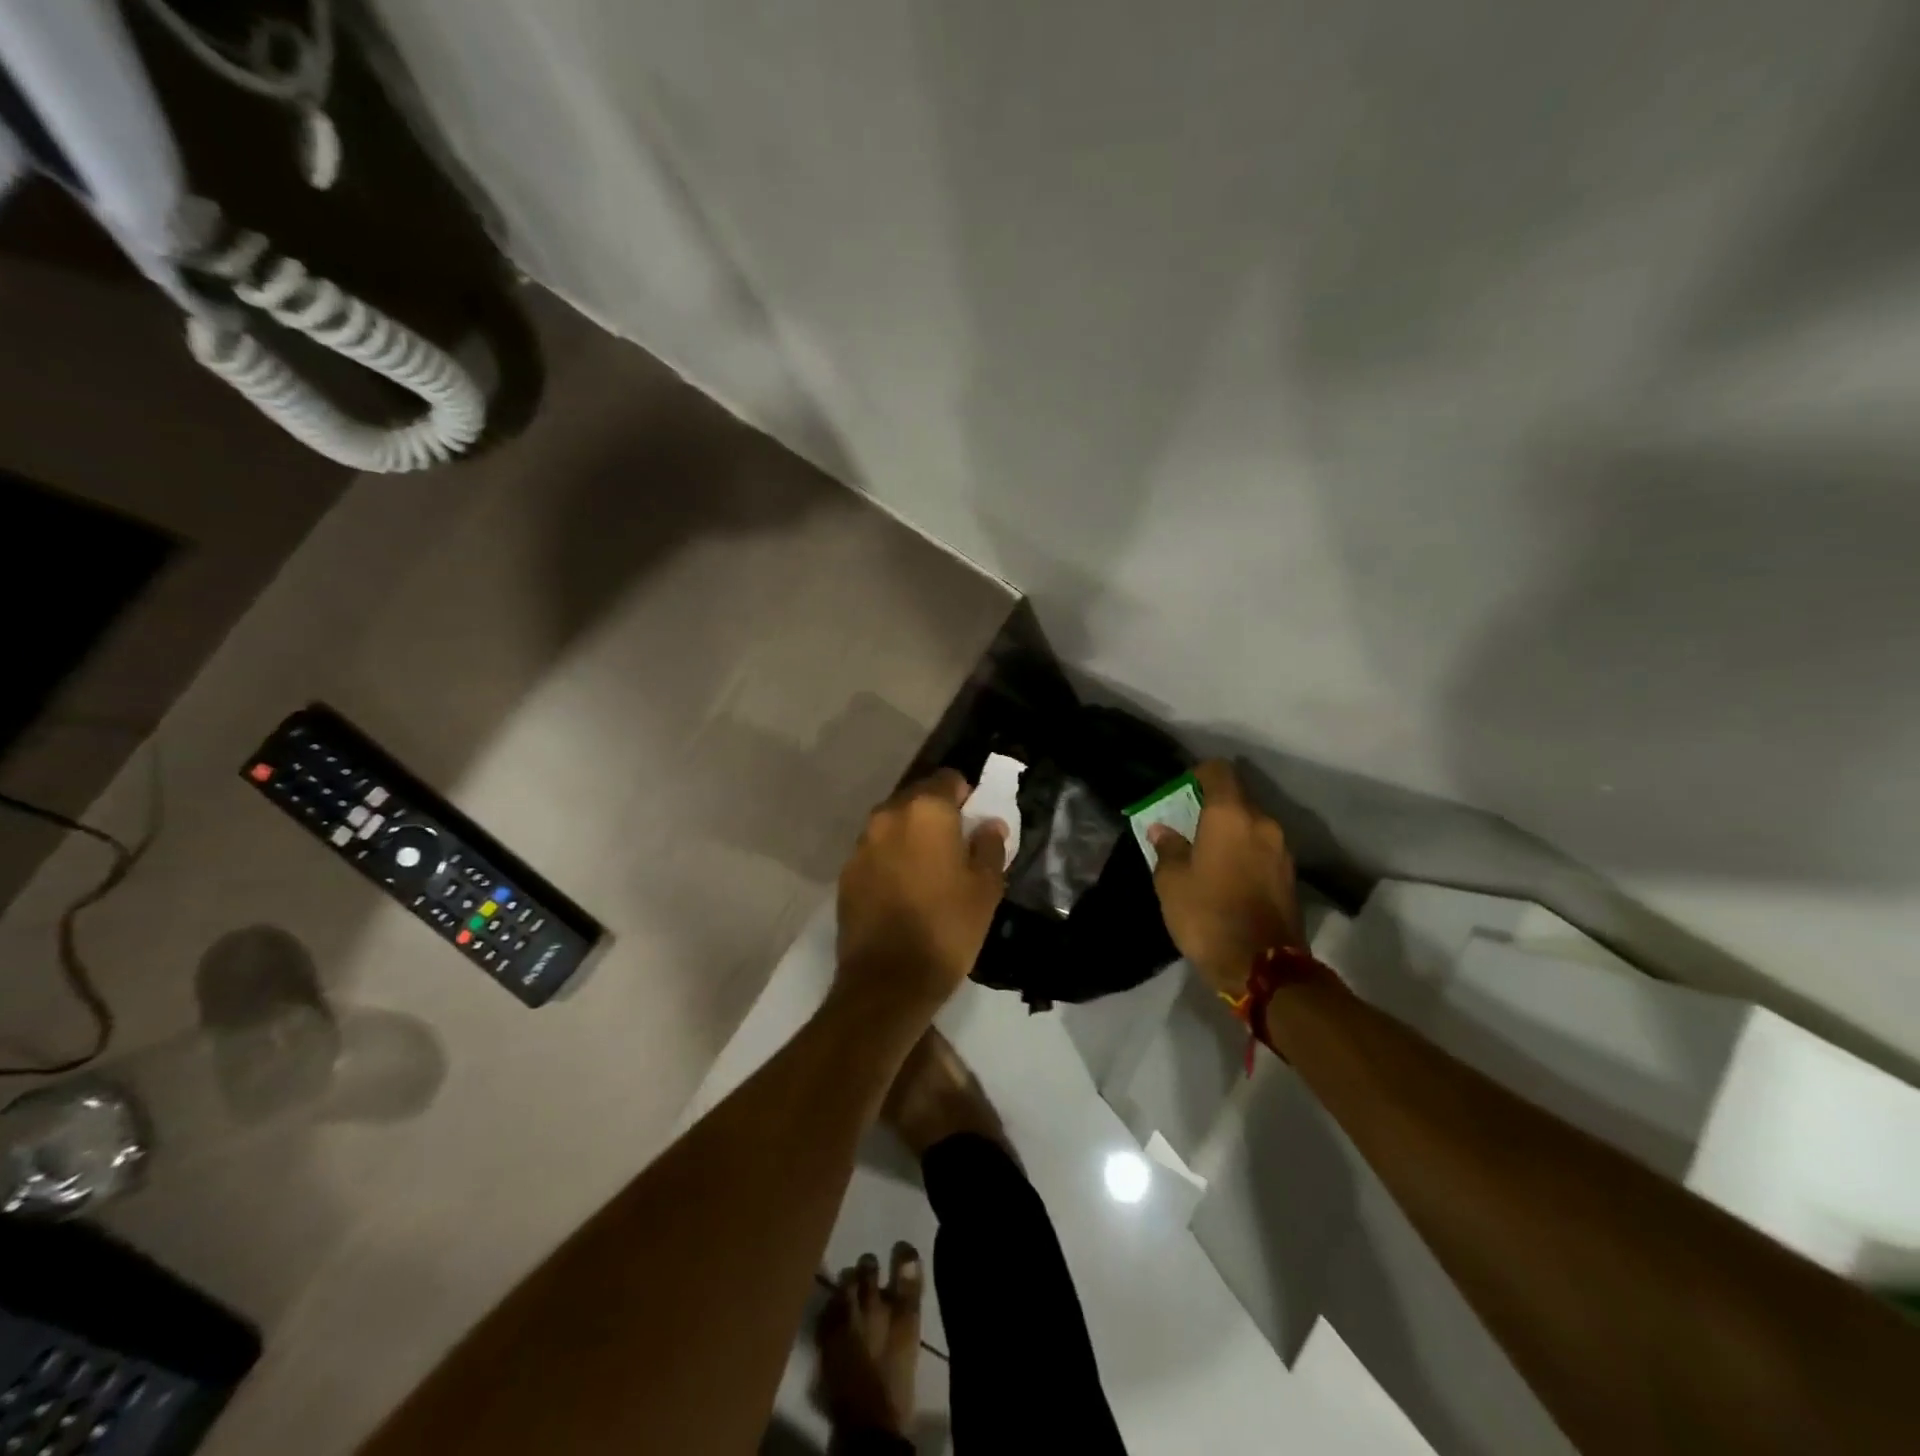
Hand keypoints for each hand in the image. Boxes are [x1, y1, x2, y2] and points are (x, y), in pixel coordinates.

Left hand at [834, 769, 1008, 1022]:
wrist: (888, 980)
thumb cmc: (947, 927)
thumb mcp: (986, 888)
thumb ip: (989, 847)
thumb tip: (989, 825)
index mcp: (926, 810)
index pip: (948, 779)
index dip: (965, 796)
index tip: (973, 822)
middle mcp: (888, 816)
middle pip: (916, 797)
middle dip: (936, 813)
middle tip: (954, 846)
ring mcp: (861, 844)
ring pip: (892, 824)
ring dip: (910, 835)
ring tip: (927, 869)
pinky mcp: (845, 872)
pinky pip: (875, 851)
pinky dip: (890, 858)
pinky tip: (902, 889)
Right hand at [1148, 760, 1302, 995]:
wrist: (1262, 967)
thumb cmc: (1207, 914)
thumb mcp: (1172, 882)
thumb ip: (1168, 848)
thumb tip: (1163, 830)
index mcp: (1231, 815)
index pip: (1219, 771)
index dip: (1198, 774)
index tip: (1181, 791)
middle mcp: (1263, 823)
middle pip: (1237, 799)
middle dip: (1212, 808)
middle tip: (1188, 828)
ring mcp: (1282, 850)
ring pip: (1251, 826)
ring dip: (1230, 833)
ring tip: (1206, 855)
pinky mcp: (1290, 876)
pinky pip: (1262, 850)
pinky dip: (1244, 853)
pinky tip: (1227, 877)